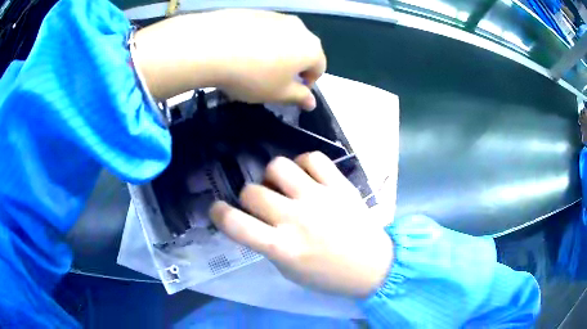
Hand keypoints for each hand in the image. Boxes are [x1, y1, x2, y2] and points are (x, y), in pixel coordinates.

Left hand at [134, 10, 325, 109]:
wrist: (212, 45)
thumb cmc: (252, 75)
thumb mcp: (277, 93)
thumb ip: (298, 97)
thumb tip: (311, 102)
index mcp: (310, 48)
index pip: (320, 67)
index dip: (309, 81)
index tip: (292, 90)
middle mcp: (298, 27)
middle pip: (303, 49)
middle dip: (293, 64)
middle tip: (273, 78)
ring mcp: (275, 16)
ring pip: (283, 37)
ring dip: (276, 50)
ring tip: (253, 63)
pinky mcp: (255, 11)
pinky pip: (263, 28)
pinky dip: (259, 39)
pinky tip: (240, 49)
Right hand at [210, 152, 392, 297]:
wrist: (374, 266)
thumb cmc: (329, 276)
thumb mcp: (289, 271)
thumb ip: (268, 245)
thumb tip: (254, 221)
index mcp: (283, 248)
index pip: (235, 224)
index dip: (218, 213)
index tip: (218, 210)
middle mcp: (297, 218)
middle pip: (252, 191)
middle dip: (249, 197)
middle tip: (263, 204)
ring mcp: (319, 198)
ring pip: (278, 166)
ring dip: (273, 177)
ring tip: (284, 187)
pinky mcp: (339, 185)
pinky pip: (312, 158)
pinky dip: (304, 164)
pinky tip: (307, 177)